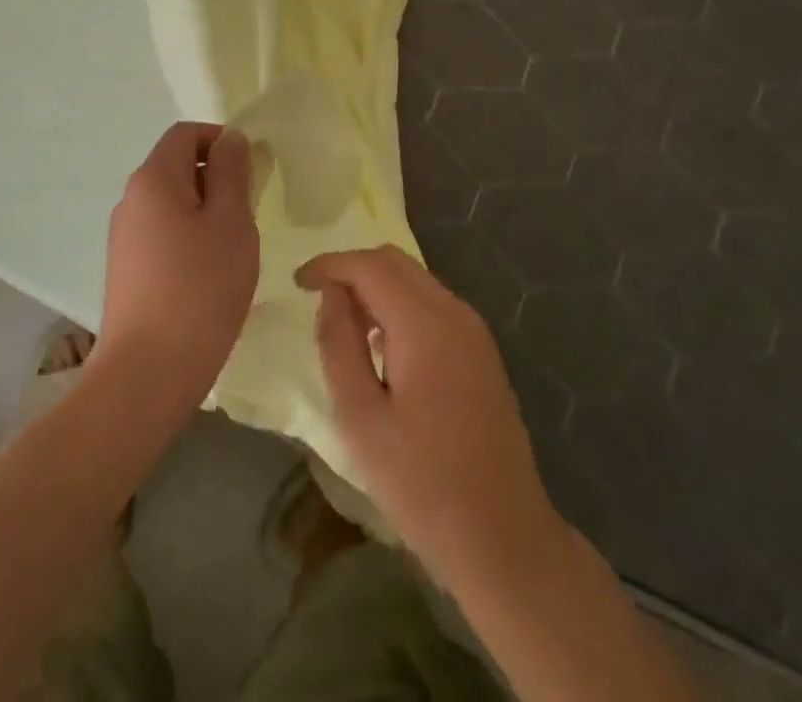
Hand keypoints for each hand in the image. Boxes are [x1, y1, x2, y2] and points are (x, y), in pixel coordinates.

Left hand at [97, 122, 257, 410]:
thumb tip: (231, 139)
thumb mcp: (231, 223)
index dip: (221, 140)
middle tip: (249, 214)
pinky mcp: (126, 269)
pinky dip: (190, 238)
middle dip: (218, 178)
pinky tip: (209, 275)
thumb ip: (233, 173)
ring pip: (173, 203)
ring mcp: (124, 237)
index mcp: (153, 179)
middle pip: (178, 166)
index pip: (186, 134)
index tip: (252, 171)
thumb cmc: (199, 289)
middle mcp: (131, 200)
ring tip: (233, 249)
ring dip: (207, 212)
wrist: (146, 375)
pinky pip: (163, 233)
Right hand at [296, 245, 560, 588]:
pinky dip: (400, 306)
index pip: (369, 266)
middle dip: (353, 270)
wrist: (504, 538)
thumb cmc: (422, 485)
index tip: (297, 283)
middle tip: (319, 303)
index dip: (329, 264)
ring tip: (347, 330)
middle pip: (395, 262)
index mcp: (425, 324)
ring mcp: (474, 331)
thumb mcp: (361, 419)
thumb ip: (339, 345)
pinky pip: (433, 305)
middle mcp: (455, 313)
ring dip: (377, 288)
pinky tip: (384, 349)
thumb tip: (331, 295)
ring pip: (416, 280)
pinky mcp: (482, 352)